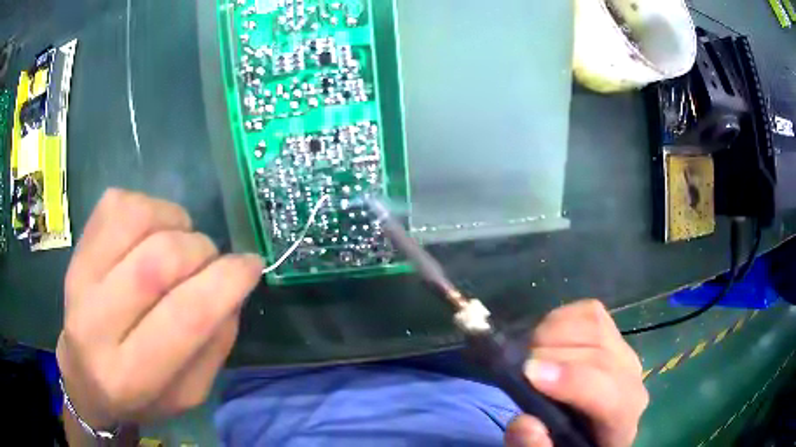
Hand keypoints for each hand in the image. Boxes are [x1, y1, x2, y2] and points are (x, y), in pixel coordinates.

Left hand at [57, 189, 262, 428]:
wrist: (83, 375)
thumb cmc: (139, 394)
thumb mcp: (188, 394)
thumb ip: (215, 346)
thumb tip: (232, 288)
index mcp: (132, 374)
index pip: (185, 317)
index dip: (227, 281)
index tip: (251, 265)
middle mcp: (96, 322)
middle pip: (160, 260)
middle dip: (202, 251)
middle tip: (209, 263)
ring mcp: (80, 275)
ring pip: (137, 218)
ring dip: (175, 222)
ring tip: (179, 243)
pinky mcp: (77, 247)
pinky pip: (118, 202)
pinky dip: (149, 207)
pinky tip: (152, 232)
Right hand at [504, 300, 647, 446]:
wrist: (586, 429)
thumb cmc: (568, 443)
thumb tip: (525, 422)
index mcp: (622, 418)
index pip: (609, 393)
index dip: (571, 380)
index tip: (528, 373)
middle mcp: (631, 378)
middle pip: (599, 354)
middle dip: (552, 353)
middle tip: (515, 365)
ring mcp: (623, 350)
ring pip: (594, 323)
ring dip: (553, 332)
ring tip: (527, 352)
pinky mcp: (610, 332)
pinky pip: (588, 312)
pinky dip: (559, 318)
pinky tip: (544, 339)